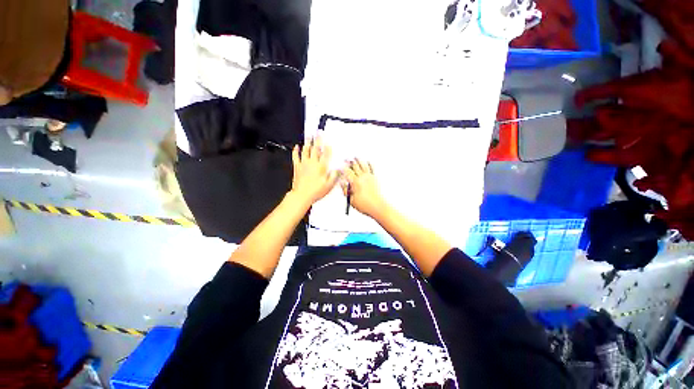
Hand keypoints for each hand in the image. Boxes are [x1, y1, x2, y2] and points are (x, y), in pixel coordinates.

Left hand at [290, 137, 339, 204]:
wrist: (302, 195)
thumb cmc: (315, 191)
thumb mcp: (329, 186)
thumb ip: (334, 176)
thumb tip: (339, 169)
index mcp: (321, 167)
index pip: (325, 154)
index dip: (327, 148)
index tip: (328, 142)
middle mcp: (313, 163)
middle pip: (316, 149)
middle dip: (318, 140)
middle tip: (318, 132)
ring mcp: (304, 164)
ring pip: (306, 150)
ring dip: (308, 142)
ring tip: (309, 136)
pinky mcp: (297, 167)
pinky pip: (296, 156)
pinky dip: (296, 150)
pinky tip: (297, 146)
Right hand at [342, 159, 387, 217]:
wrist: (377, 206)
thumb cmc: (364, 205)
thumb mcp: (351, 200)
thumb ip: (345, 190)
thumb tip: (342, 184)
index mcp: (356, 182)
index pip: (347, 172)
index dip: (343, 168)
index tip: (340, 166)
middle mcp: (362, 178)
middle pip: (355, 166)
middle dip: (349, 162)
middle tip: (346, 159)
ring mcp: (369, 177)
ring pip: (363, 165)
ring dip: (359, 160)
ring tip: (355, 157)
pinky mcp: (374, 179)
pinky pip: (372, 169)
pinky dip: (369, 164)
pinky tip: (367, 162)